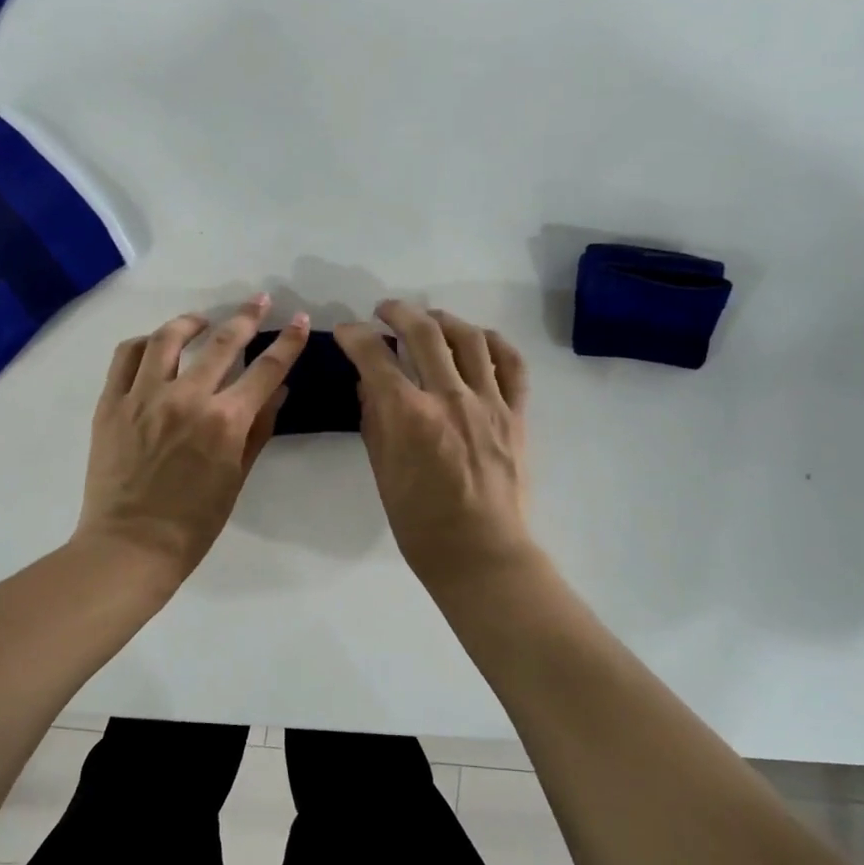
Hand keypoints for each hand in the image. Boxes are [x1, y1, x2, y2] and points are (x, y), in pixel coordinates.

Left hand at [78, 295, 308, 575]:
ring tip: (203, 320)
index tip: (301, 320)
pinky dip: (145, 343)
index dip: (288, 342)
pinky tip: (156, 345)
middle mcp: (186, 398)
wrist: (131, 545)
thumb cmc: (195, 522)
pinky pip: (126, 356)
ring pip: (168, 338)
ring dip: (192, 321)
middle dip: (247, 316)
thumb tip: (279, 390)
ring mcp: (144, 397)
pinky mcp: (112, 403)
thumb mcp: (238, 476)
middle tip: (260, 300)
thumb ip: (260, 429)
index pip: (267, 370)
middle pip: (223, 342)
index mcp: (225, 421)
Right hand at [335, 300, 533, 589]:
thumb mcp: (383, 473)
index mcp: (409, 415)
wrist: (481, 553)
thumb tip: (369, 385)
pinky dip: (495, 343)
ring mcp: (489, 402)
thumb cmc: (421, 524)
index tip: (347, 332)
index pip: (374, 356)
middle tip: (385, 311)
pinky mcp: (516, 414)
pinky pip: (512, 365)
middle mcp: (449, 397)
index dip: (354, 336)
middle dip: (398, 312)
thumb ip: (375, 422)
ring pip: (470, 338)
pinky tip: (480, 340)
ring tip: (431, 320)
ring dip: (445, 320)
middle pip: (424, 332)